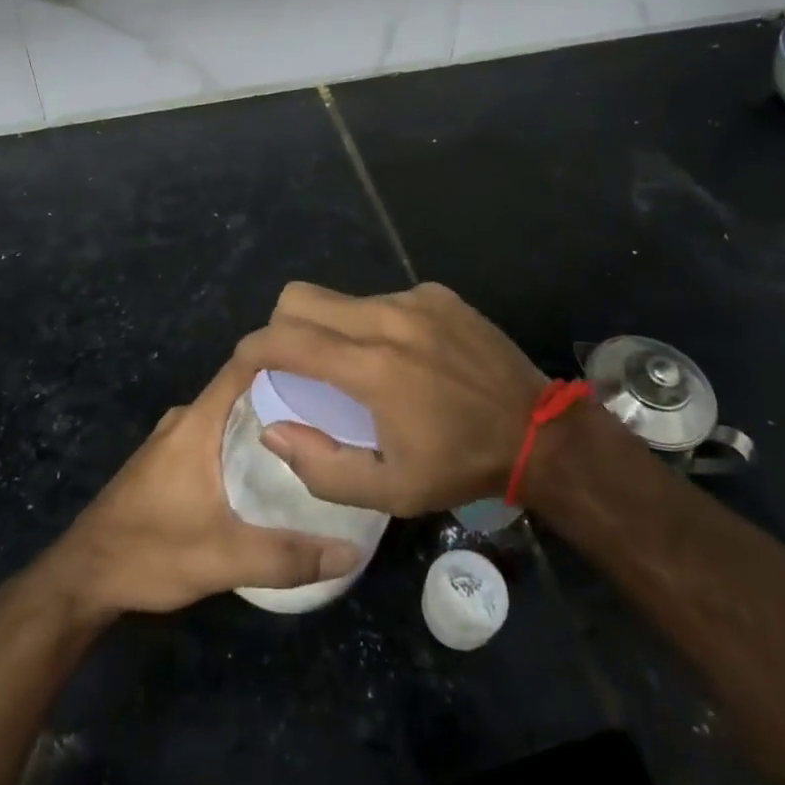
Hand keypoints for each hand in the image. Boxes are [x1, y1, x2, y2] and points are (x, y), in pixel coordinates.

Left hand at [50, 355, 361, 615]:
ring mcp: (174, 439)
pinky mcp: (168, 461)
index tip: (329, 362)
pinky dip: (246, 440)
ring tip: (316, 435)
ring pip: (231, 414)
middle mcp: (186, 419)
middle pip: (244, 389)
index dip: (285, 355)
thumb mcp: (222, 560)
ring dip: (267, 419)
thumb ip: (287, 556)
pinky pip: (218, 434)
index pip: (245, 365)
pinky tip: (273, 467)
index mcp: (197, 422)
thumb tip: (350, 552)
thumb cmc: (148, 553)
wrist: (81, 579)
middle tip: (338, 407)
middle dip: (288, 392)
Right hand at [234, 282, 552, 515]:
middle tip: (298, 364)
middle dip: (284, 326)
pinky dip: (374, 323)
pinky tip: (402, 355)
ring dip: (333, 328)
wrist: (537, 432)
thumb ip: (321, 466)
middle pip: (302, 297)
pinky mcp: (437, 294)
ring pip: (343, 298)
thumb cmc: (459, 465)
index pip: (286, 338)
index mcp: (371, 367)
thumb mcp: (389, 490)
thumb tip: (273, 430)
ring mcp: (415, 299)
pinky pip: (382, 299)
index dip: (254, 347)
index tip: (247, 364)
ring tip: (359, 367)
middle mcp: (387, 319)